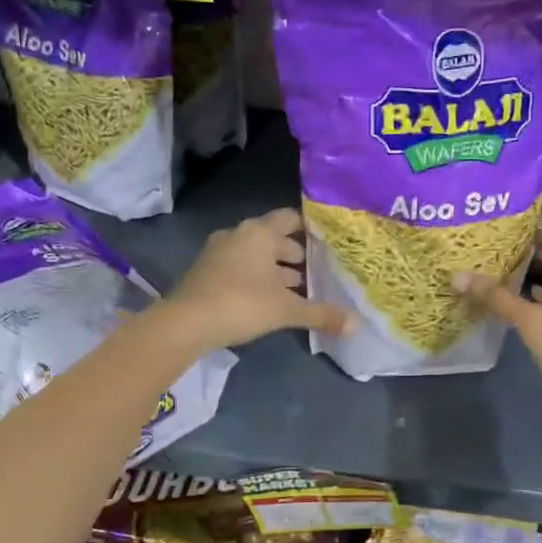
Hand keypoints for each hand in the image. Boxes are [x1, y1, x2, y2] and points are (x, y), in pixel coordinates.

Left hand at [160, 208, 353, 351]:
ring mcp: (218, 251)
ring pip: (256, 253)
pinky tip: (269, 298)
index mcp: (260, 232)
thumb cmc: (241, 304)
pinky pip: (239, 266)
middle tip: (318, 270)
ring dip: (275, 268)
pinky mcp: (206, 270)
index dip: (310, 229)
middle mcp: (239, 234)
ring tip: (297, 288)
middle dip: (295, 253)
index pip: (291, 218)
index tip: (329, 242)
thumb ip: (321, 314)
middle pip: (274, 237)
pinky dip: (256, 276)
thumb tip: (356, 324)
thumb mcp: (286, 310)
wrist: (185, 323)